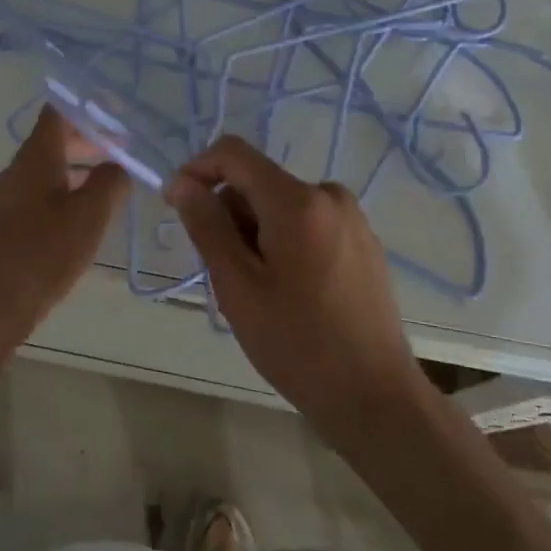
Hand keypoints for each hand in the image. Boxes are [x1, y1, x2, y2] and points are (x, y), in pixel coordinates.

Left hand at [0, 105, 129, 352]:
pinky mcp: (6, 226)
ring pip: (49, 170)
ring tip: (114, 183)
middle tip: (127, 150)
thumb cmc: (40, 256)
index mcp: (35, 159)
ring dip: (81, 170)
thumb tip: (118, 165)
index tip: (119, 111)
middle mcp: (17, 171)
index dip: (88, 106)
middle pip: (55, 141)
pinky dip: (67, 193)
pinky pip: (41, 195)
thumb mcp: (88, 218)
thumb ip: (109, 184)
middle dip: (91, 141)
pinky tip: (86, 217)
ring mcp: (8, 199)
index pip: (58, 113)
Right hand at [165, 136, 427, 436]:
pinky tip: (288, 293)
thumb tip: (182, 182)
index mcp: (298, 200)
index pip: (234, 153)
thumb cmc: (297, 343)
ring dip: (254, 233)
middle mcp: (329, 195)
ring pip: (280, 206)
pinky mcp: (363, 242)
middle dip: (228, 215)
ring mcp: (352, 218)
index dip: (197, 170)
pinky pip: (307, 223)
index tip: (176, 206)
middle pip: (258, 182)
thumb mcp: (237, 285)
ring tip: (255, 291)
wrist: (374, 396)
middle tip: (222, 273)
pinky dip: (283, 242)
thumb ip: (206, 225)